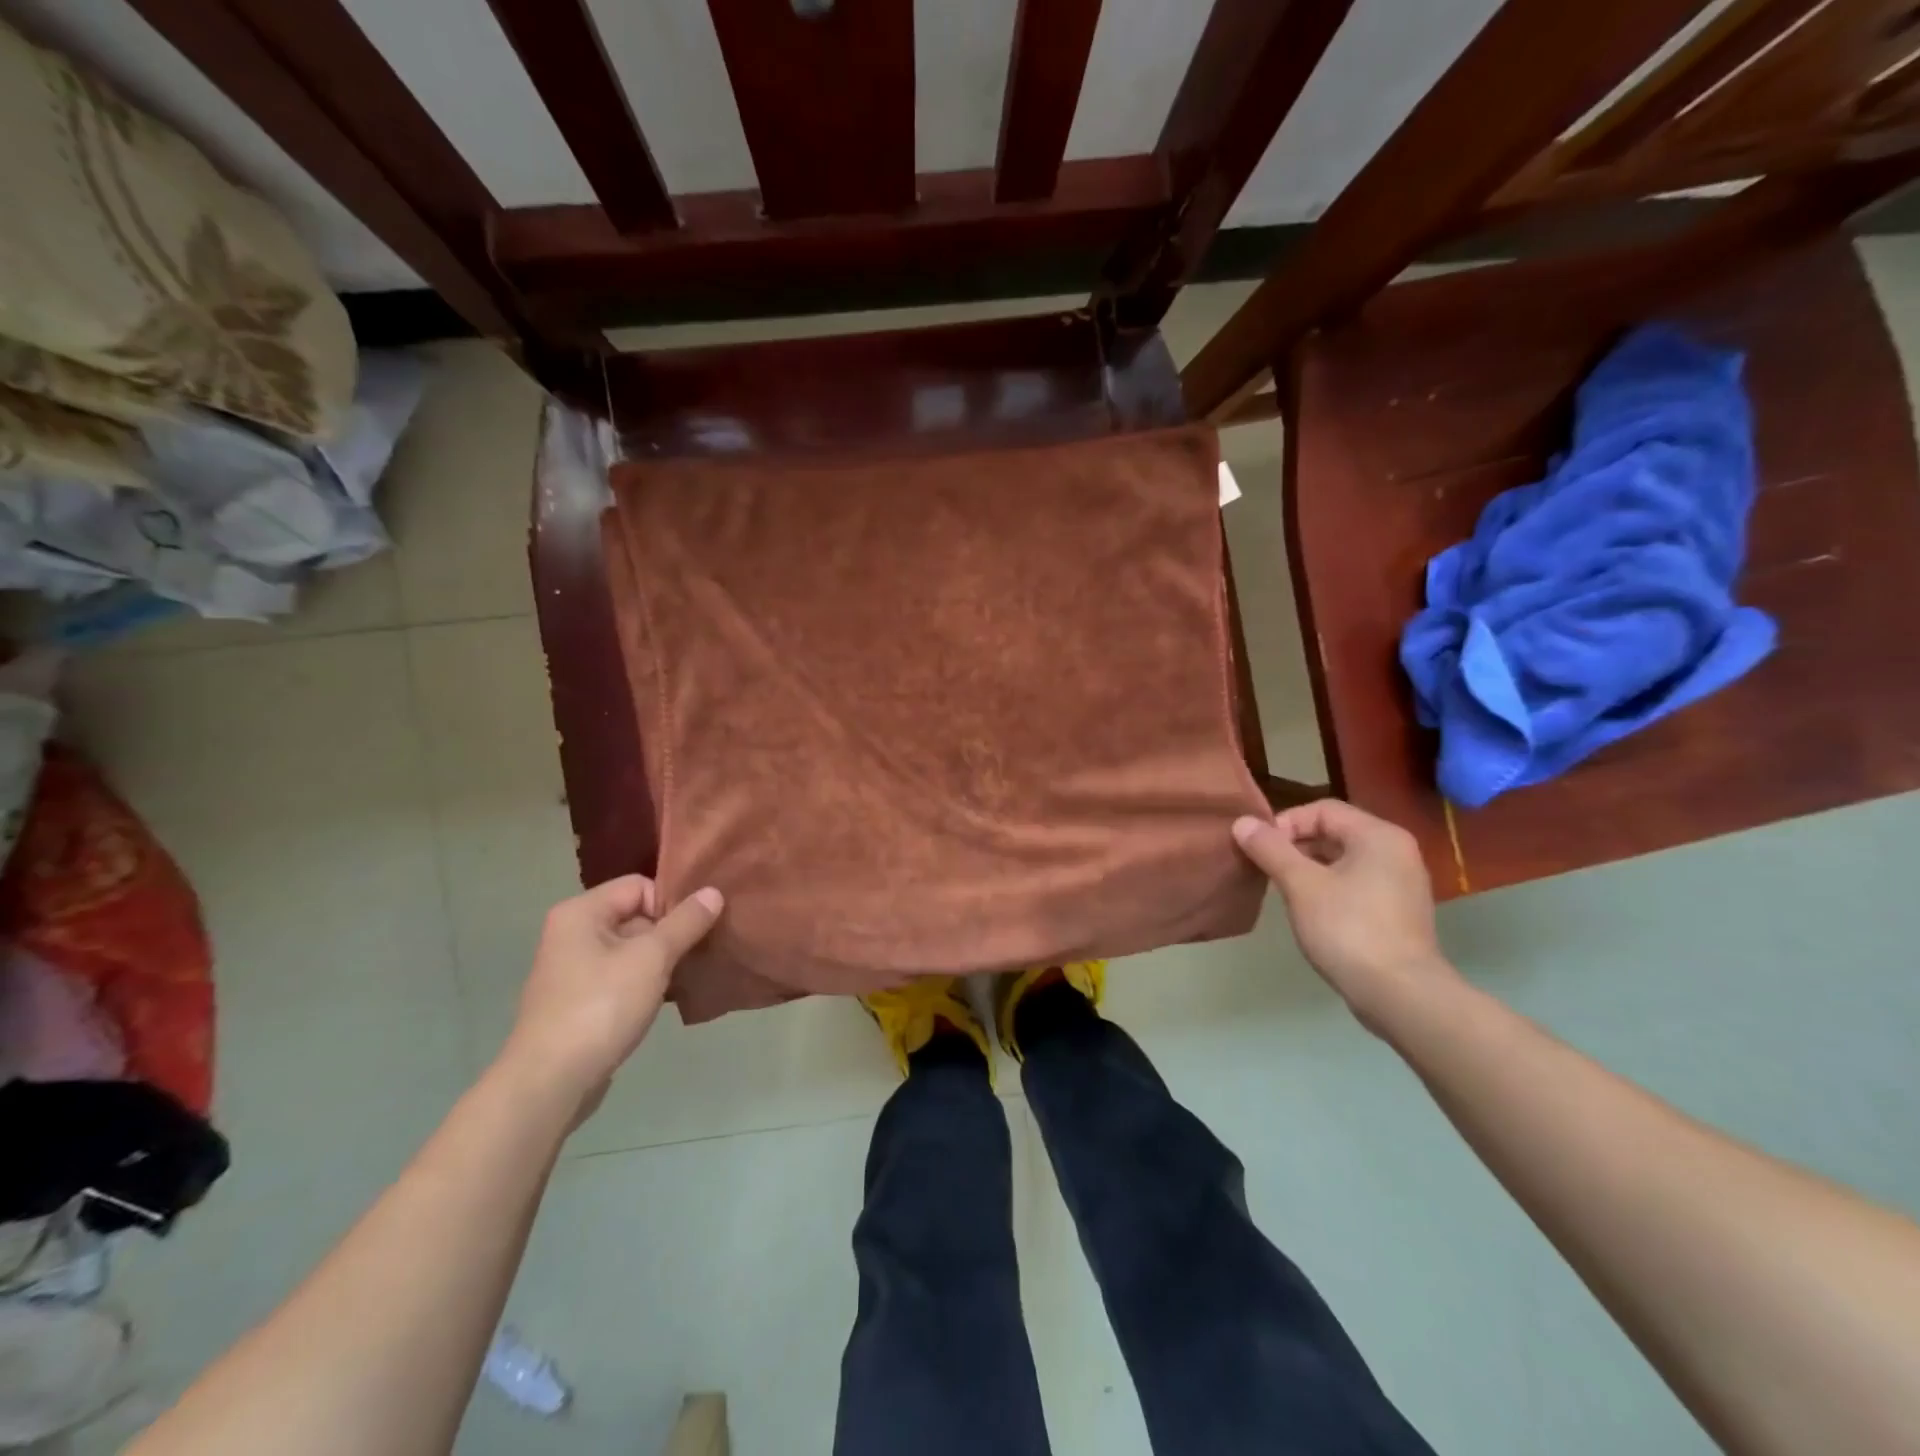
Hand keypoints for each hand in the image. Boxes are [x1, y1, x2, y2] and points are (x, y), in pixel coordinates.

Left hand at [499, 876, 722, 1118]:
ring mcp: (573, 970)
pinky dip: (646, 982)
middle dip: (670, 932)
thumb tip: (714, 891)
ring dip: (662, 960)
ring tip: (688, 974)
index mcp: (581, 912)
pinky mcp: (580, 1001)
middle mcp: (572, 933)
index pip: (639, 885)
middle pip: (636, 915)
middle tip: (699, 951)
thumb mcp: (652, 958)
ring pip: (632, 949)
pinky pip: (622, 976)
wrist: (550, 1083)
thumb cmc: (600, 1007)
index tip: (695, 929)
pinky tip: (667, 998)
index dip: (670, 902)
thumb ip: (686, 922)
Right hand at [1232, 800, 1456, 1027]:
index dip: (1285, 823)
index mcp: (1378, 835)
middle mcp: (1396, 851)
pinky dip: (1328, 887)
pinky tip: (1308, 910)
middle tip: (1265, 868)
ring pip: (1343, 860)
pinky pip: (1355, 883)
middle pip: (1334, 832)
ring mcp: (1401, 883)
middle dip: (1294, 846)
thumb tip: (1242, 822)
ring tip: (1282, 889)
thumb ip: (1270, 849)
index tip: (1260, 849)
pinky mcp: (1398, 912)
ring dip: (1308, 868)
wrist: (1401, 995)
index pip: (1322, 809)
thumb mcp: (1301, 885)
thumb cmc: (1348, 930)